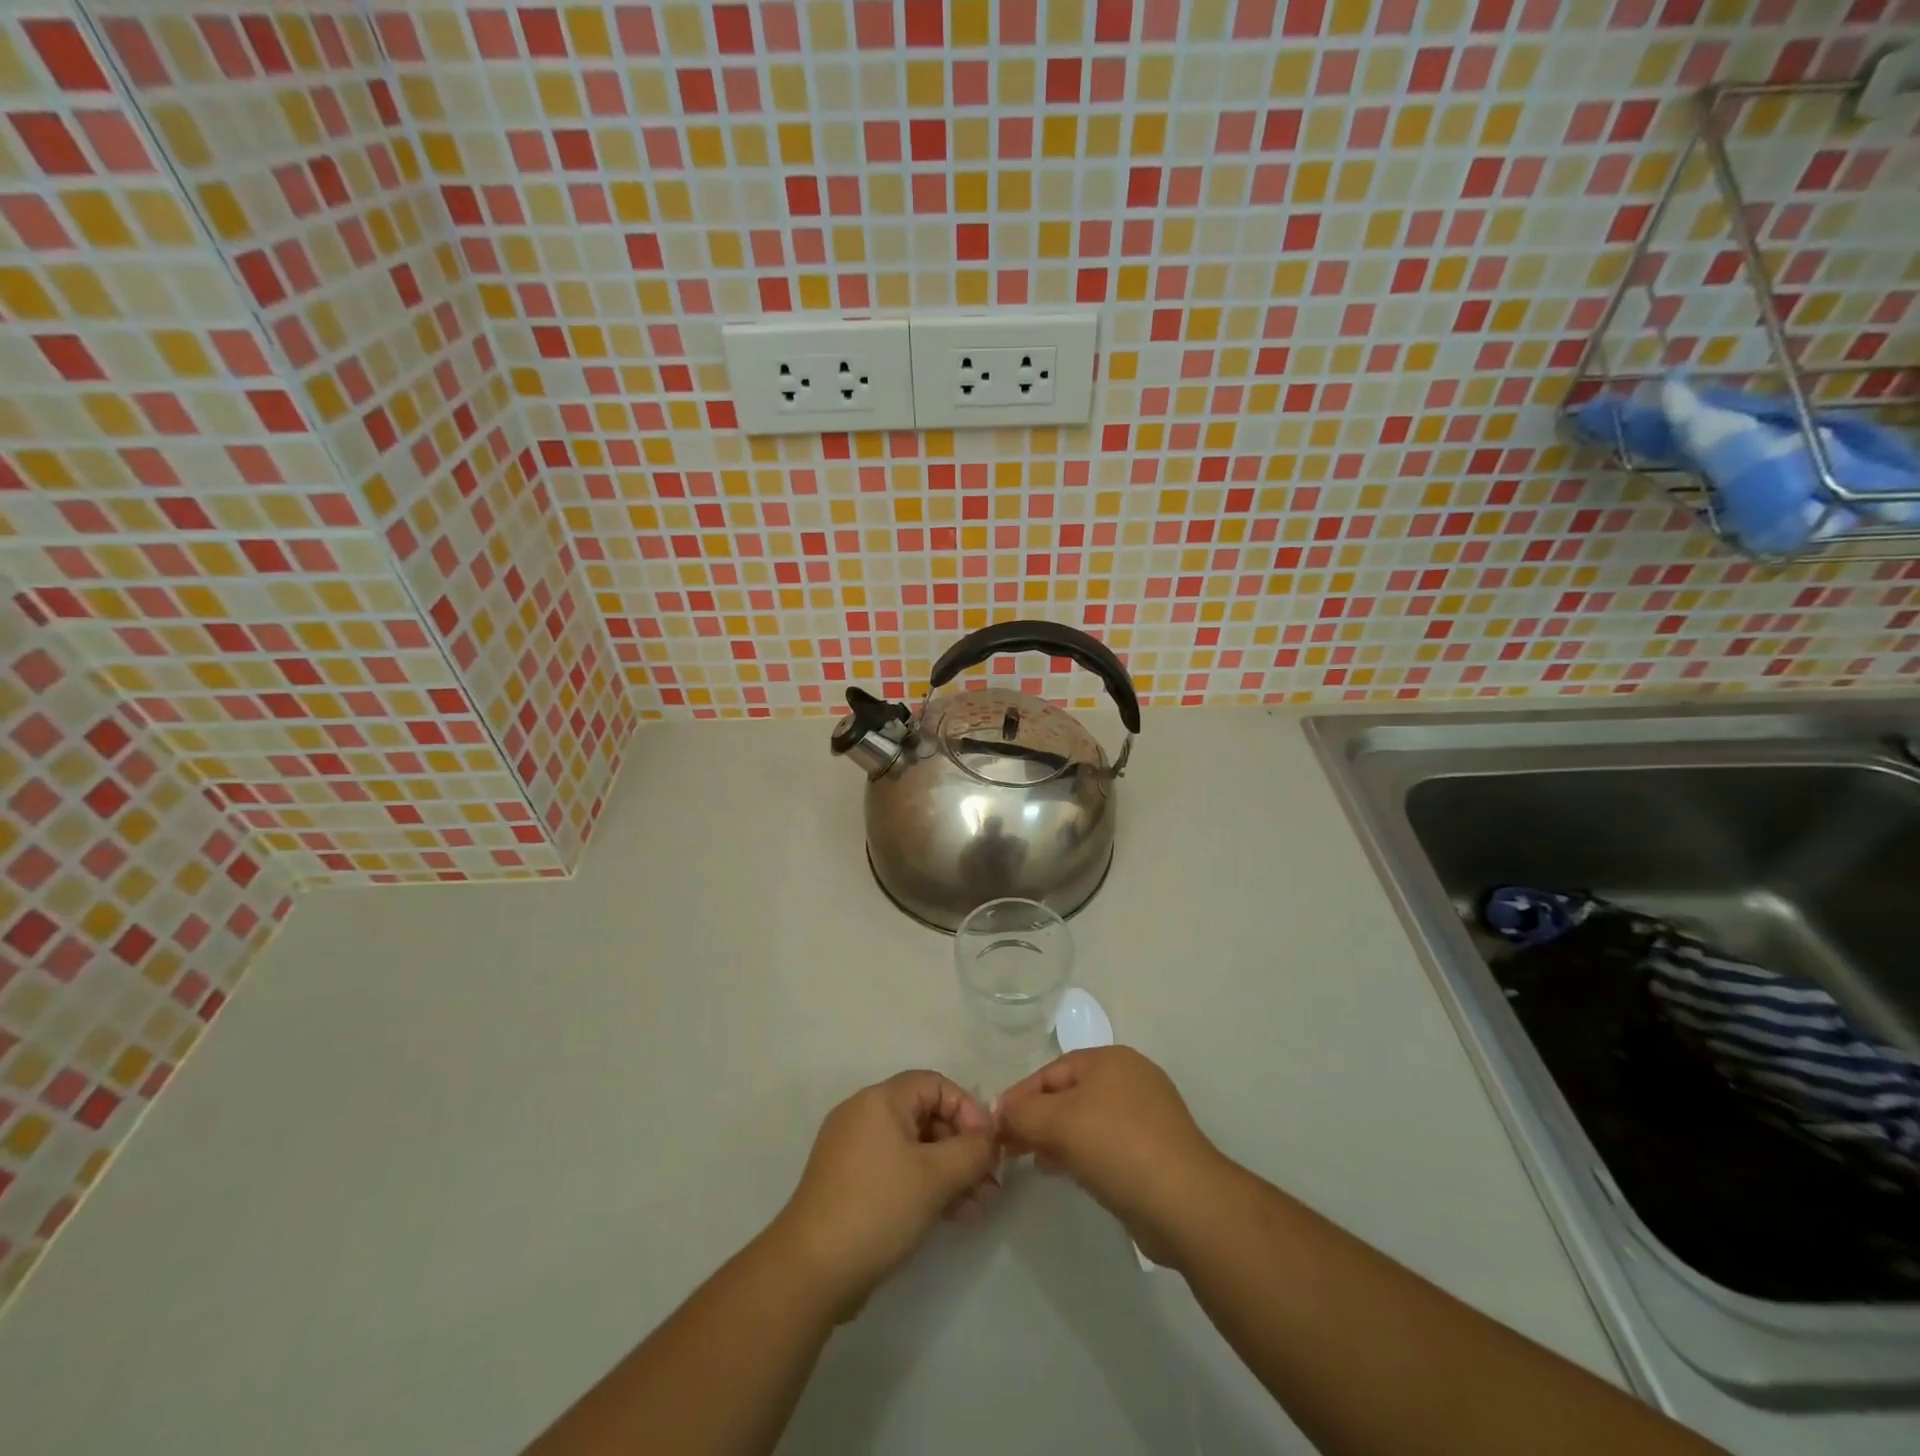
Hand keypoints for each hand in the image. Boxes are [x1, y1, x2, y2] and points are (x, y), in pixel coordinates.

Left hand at [769, 1071, 999, 1318]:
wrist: (811, 1270)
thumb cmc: (878, 1207)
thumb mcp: (936, 1176)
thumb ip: (973, 1151)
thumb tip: (992, 1138)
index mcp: (881, 1099)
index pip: (936, 1085)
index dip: (968, 1110)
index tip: (989, 1147)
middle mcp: (865, 1116)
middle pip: (927, 1117)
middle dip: (963, 1149)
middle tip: (989, 1183)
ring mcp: (854, 1151)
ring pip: (915, 1149)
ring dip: (950, 1173)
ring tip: (979, 1208)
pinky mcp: (850, 1185)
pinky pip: (898, 1173)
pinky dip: (926, 1188)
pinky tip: (955, 1218)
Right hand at [996, 1047, 1228, 1268]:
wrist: (1187, 1204)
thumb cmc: (1118, 1147)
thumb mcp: (1059, 1123)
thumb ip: (1022, 1115)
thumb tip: (1000, 1116)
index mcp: (1110, 1059)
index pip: (1050, 1071)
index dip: (1019, 1096)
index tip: (994, 1126)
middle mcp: (1130, 1078)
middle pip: (1069, 1094)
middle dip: (1037, 1119)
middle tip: (1011, 1147)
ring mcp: (1147, 1115)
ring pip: (1087, 1121)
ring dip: (1057, 1138)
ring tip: (1035, 1162)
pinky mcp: (1155, 1151)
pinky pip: (1106, 1145)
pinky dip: (1082, 1154)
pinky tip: (1067, 1174)